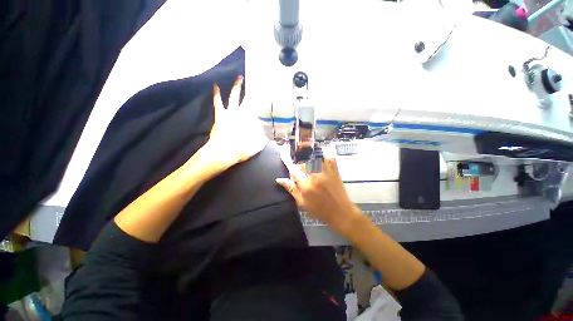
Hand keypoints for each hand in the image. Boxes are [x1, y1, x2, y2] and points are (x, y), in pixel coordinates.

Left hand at [195, 76, 267, 174]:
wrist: (222, 153)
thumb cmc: (240, 150)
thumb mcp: (255, 148)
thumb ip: (261, 142)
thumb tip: (266, 138)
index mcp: (250, 122)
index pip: (258, 110)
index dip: (262, 103)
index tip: (266, 97)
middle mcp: (242, 115)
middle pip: (248, 101)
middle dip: (253, 93)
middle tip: (257, 84)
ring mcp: (230, 113)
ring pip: (234, 97)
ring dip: (237, 87)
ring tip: (239, 78)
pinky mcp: (220, 115)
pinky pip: (218, 103)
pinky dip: (217, 95)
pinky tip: (215, 87)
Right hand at [276, 151, 361, 233]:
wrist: (341, 213)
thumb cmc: (320, 211)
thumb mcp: (302, 203)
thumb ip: (291, 189)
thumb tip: (279, 179)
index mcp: (305, 184)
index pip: (293, 169)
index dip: (289, 166)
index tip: (285, 159)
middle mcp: (314, 175)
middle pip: (302, 164)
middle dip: (299, 169)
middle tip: (301, 177)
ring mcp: (325, 172)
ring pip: (313, 161)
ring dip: (309, 164)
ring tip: (311, 172)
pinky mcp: (334, 171)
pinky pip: (329, 158)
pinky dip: (325, 156)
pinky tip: (323, 158)